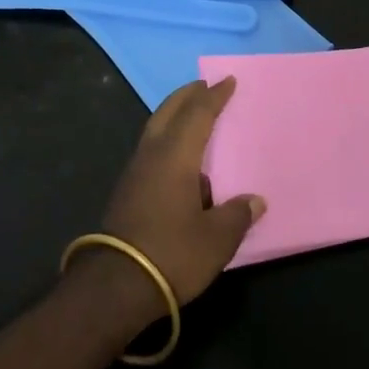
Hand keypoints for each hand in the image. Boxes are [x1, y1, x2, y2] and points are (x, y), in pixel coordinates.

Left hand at [69, 78, 264, 333]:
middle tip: (204, 85)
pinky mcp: (126, 191)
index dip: (214, 96)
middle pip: (169, 111)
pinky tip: (179, 160)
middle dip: (187, 95)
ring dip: (174, 115)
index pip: (198, 114)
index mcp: (176, 155)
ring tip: (192, 116)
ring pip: (156, 128)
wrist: (113, 287)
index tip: (228, 81)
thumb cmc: (171, 254)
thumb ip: (237, 215)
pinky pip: (151, 149)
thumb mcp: (216, 239)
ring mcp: (135, 172)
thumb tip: (255, 201)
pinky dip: (167, 138)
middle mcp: (153, 154)